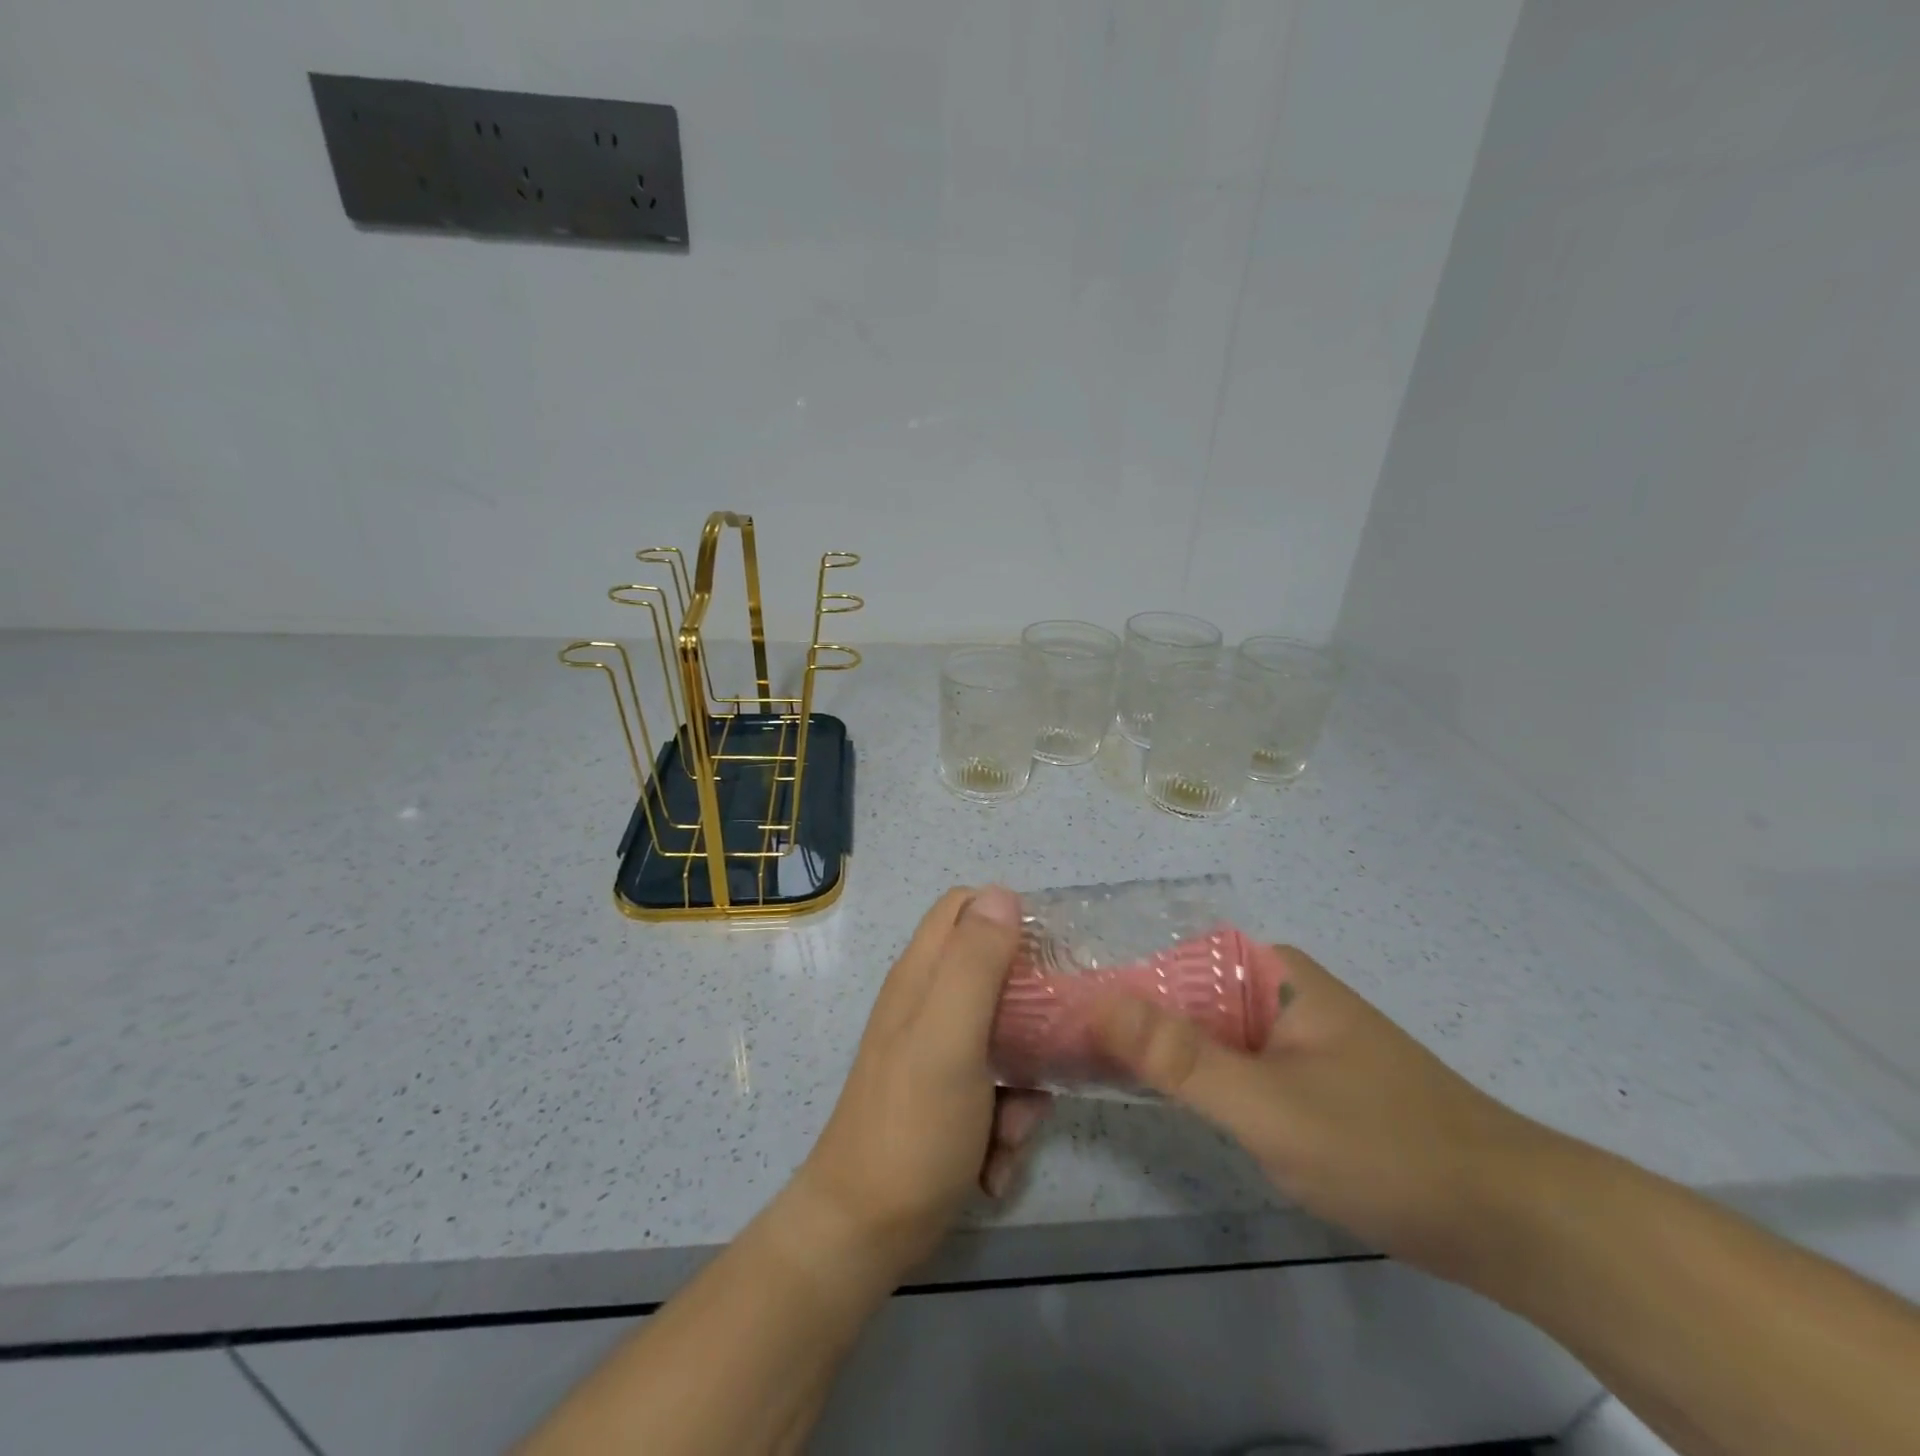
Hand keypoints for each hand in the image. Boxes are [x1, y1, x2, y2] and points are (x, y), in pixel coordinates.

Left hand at [790, 887, 1049, 1283]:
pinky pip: (998, 1089)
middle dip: (1033, 1016)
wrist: (865, 1233)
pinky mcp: (949, 1098)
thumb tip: (1002, 892)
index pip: (965, 907)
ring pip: (1008, 1039)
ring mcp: (938, 1053)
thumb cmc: (911, 1127)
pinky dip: (1007, 1122)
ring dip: (1024, 1084)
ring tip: (1013, 1125)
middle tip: (1052, 1048)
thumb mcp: (949, 1037)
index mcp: (922, 975)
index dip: (1010, 917)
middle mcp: (929, 1004)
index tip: (1053, 956)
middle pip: (997, 975)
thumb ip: (975, 964)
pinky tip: (995, 1162)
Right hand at [1091, 944, 1550, 1280]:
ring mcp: (1288, 1032)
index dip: (1110, 985)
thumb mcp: (1269, 1106)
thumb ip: (1180, 1057)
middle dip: (1125, 1020)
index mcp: (1269, 971)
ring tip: (1085, 1066)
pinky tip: (1151, 1093)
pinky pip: (1226, 1063)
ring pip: (1200, 1032)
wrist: (1508, 1221)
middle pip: (1179, 995)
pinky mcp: (1298, 1075)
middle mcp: (1275, 988)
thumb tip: (1096, 1001)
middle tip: (1057, 1047)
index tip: (1056, 1014)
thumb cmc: (1384, 1147)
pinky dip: (1189, 1076)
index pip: (1165, 961)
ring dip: (1154, 1050)